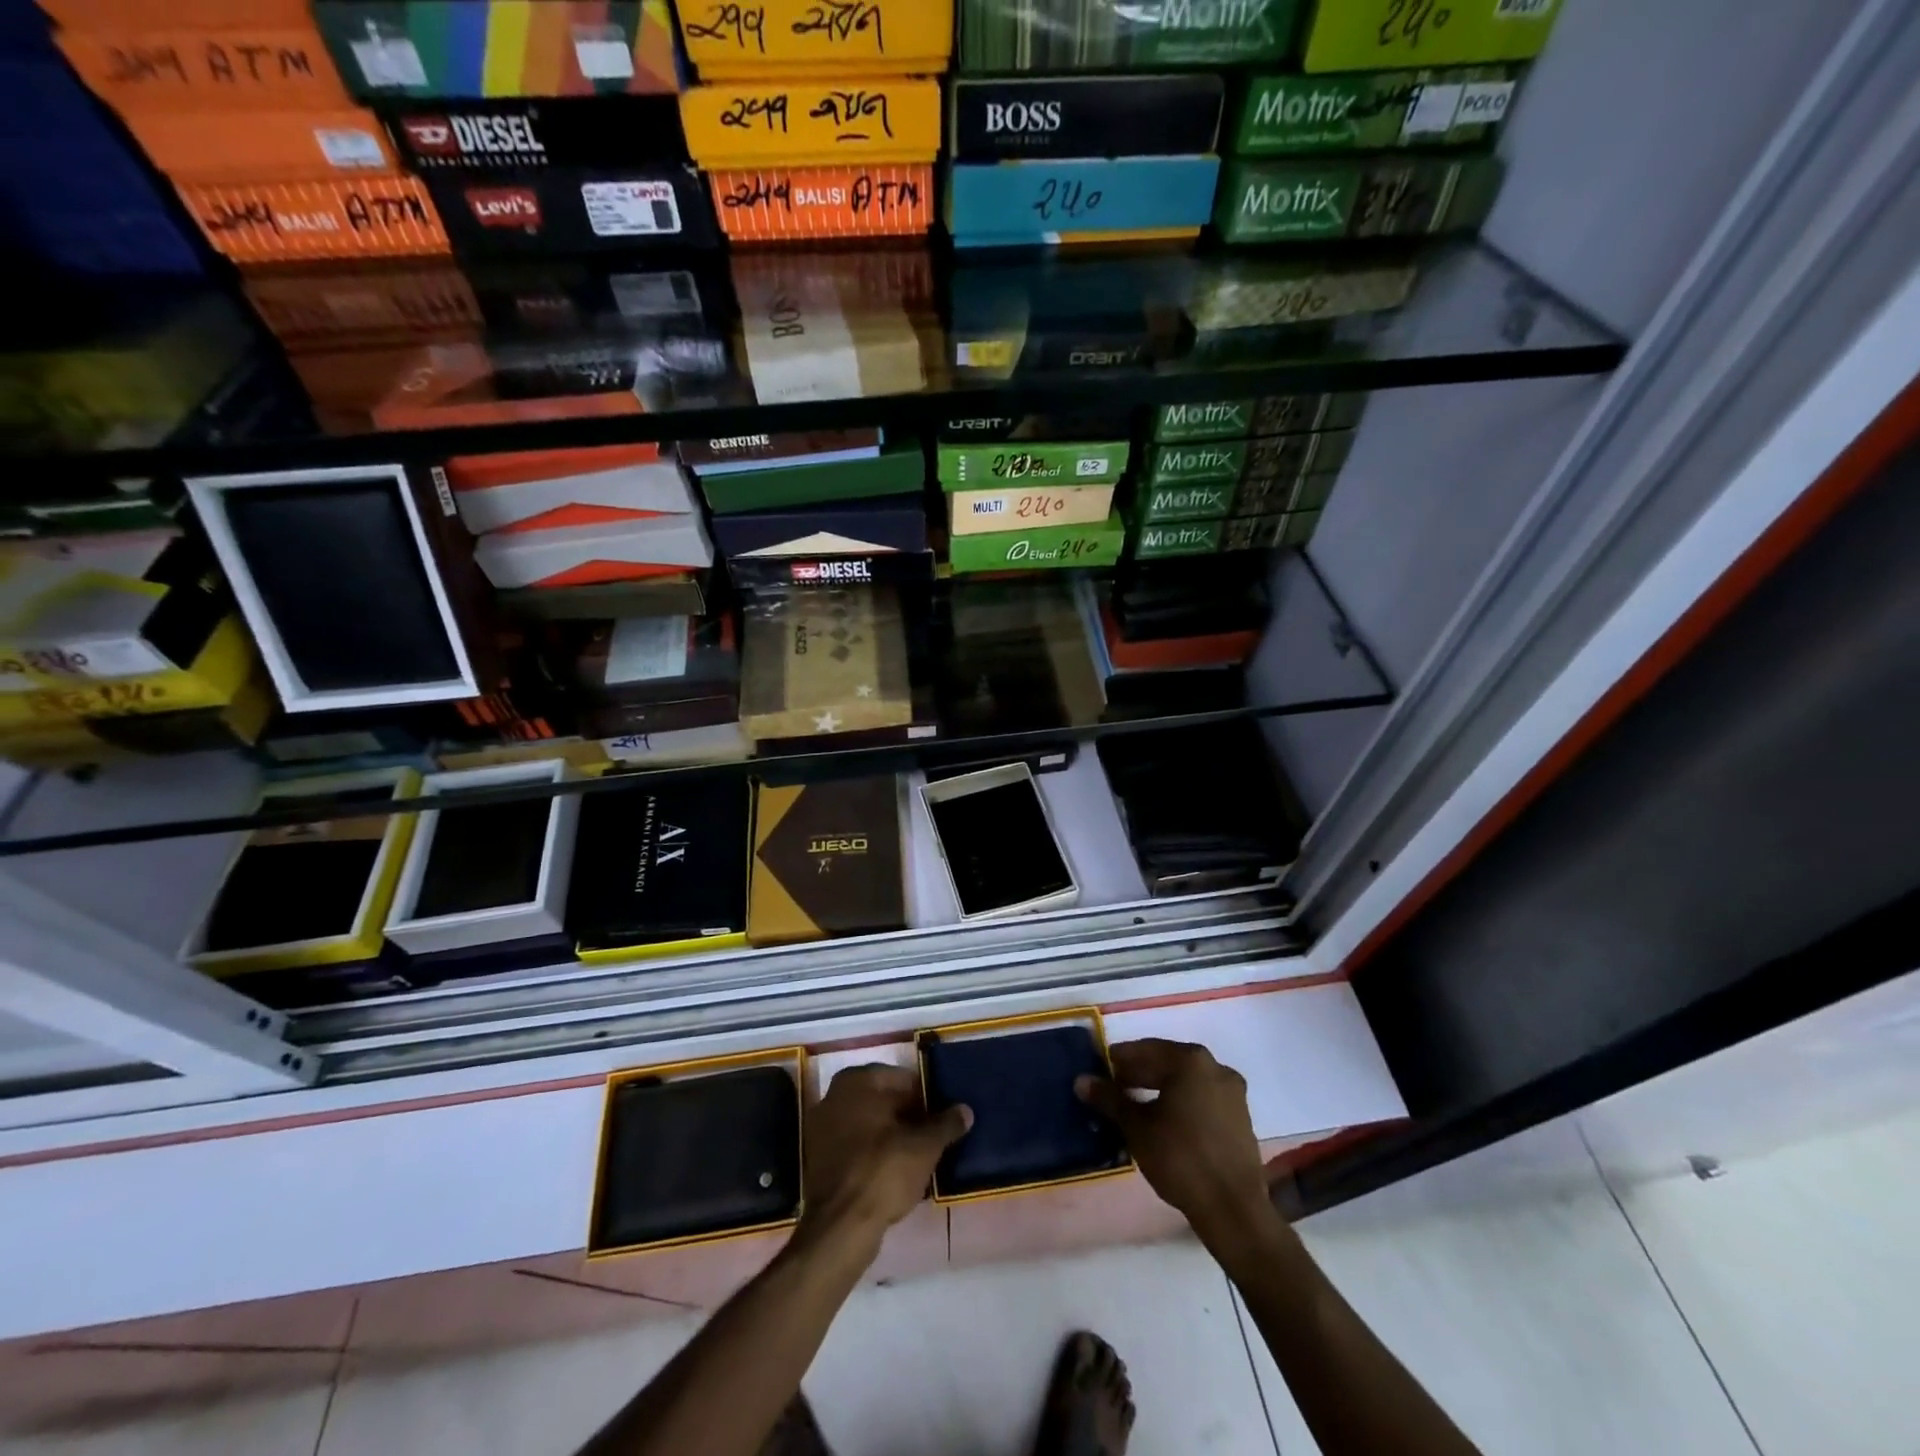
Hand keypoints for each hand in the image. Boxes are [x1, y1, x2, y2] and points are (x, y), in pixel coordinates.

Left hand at [800, 1065, 970, 1250]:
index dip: (926, 1097)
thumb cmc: (883, 1171)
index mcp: (857, 1081)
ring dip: (893, 1136)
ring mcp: (822, 1128)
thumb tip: (965, 1110)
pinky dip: (875, 1154)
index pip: (902, 1078)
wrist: (840, 1227)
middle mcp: (834, 1096)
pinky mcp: (819, 1160)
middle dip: (909, 1116)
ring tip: (919, 1156)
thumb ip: (946, 1124)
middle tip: (934, 1136)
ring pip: (870, 1125)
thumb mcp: (925, 1146)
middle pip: (884, 1100)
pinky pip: (856, 1148)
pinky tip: (896, 1173)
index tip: (943, 1115)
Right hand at [1076, 1039, 1274, 1248]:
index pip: (1146, 1049)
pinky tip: (1163, 1121)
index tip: (1101, 1069)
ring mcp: (1232, 1093)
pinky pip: (1202, 1098)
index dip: (1120, 1059)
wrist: (1233, 1210)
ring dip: (1160, 1088)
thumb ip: (1109, 1099)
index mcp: (1191, 1061)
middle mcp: (1215, 1067)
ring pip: (1186, 1081)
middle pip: (1168, 1063)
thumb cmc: (1180, 1158)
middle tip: (1114, 1088)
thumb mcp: (1137, 1127)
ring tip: (1134, 1106)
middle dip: (1140, 1074)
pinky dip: (1180, 1102)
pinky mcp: (1240, 1118)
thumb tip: (1081, 1080)